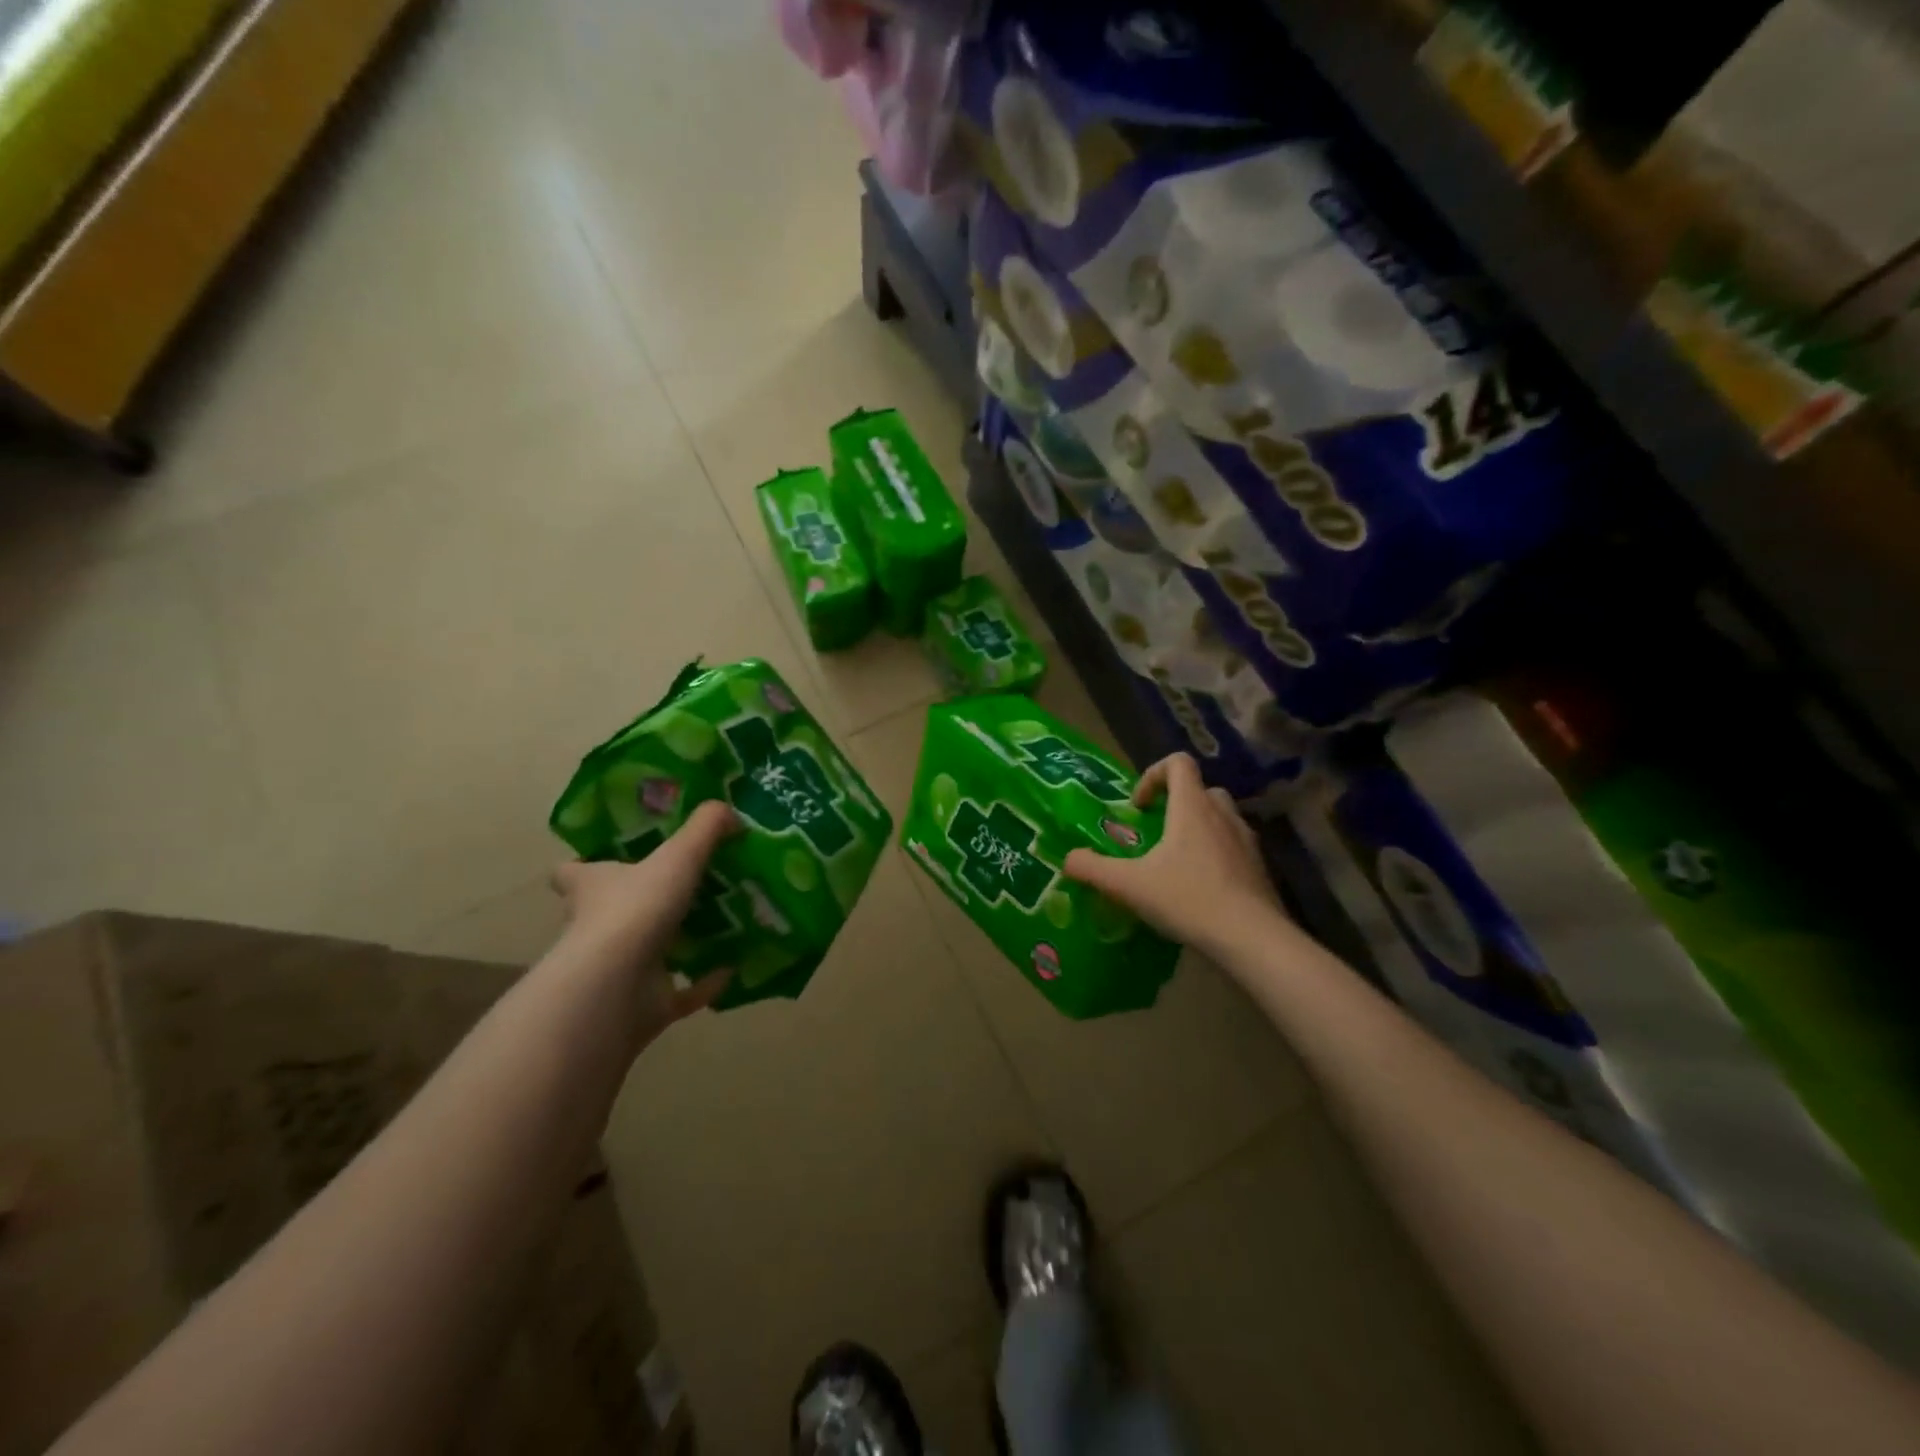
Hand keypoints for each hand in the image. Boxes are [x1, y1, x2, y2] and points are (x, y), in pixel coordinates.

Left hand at [550, 800, 740, 1029]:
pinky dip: (704, 984)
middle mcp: (596, 927)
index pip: (572, 873)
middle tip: (686, 886)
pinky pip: (679, 993)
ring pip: (647, 952)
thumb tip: (730, 812)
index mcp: (592, 887)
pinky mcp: (643, 1004)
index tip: (613, 857)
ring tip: (719, 923)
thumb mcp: (678, 855)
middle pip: (612, 911)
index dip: (586, 865)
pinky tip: (732, 969)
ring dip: (677, 942)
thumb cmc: (636, 909)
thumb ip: (706, 827)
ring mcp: (618, 970)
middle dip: (642, 901)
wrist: (617, 986)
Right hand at [1064, 753, 1284, 956]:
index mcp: (1192, 807)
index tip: (1138, 807)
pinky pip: (1234, 847)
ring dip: (1198, 828)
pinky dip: (1216, 855)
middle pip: (1200, 790)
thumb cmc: (1188, 899)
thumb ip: (1093, 868)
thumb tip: (1067, 859)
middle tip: (1156, 832)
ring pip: (1221, 818)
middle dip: (1176, 804)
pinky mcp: (1260, 868)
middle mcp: (1222, 815)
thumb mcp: (1129, 885)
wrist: (1252, 938)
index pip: (1178, 763)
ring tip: (1177, 862)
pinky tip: (1201, 889)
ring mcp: (1247, 841)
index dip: (1153, 775)